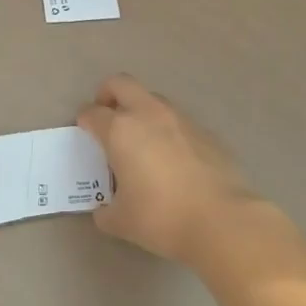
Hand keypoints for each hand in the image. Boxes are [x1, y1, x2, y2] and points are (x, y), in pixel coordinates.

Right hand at [78, 75, 260, 266]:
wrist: (222, 220)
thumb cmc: (161, 217)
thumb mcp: (121, 221)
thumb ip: (106, 210)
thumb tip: (105, 209)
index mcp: (121, 130)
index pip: (92, 113)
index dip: (84, 120)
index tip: (84, 131)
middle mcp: (148, 114)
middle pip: (121, 84)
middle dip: (108, 94)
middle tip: (107, 116)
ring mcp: (180, 119)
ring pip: (153, 99)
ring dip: (141, 110)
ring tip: (141, 140)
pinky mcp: (205, 132)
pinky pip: (178, 121)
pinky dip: (168, 131)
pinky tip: (172, 159)